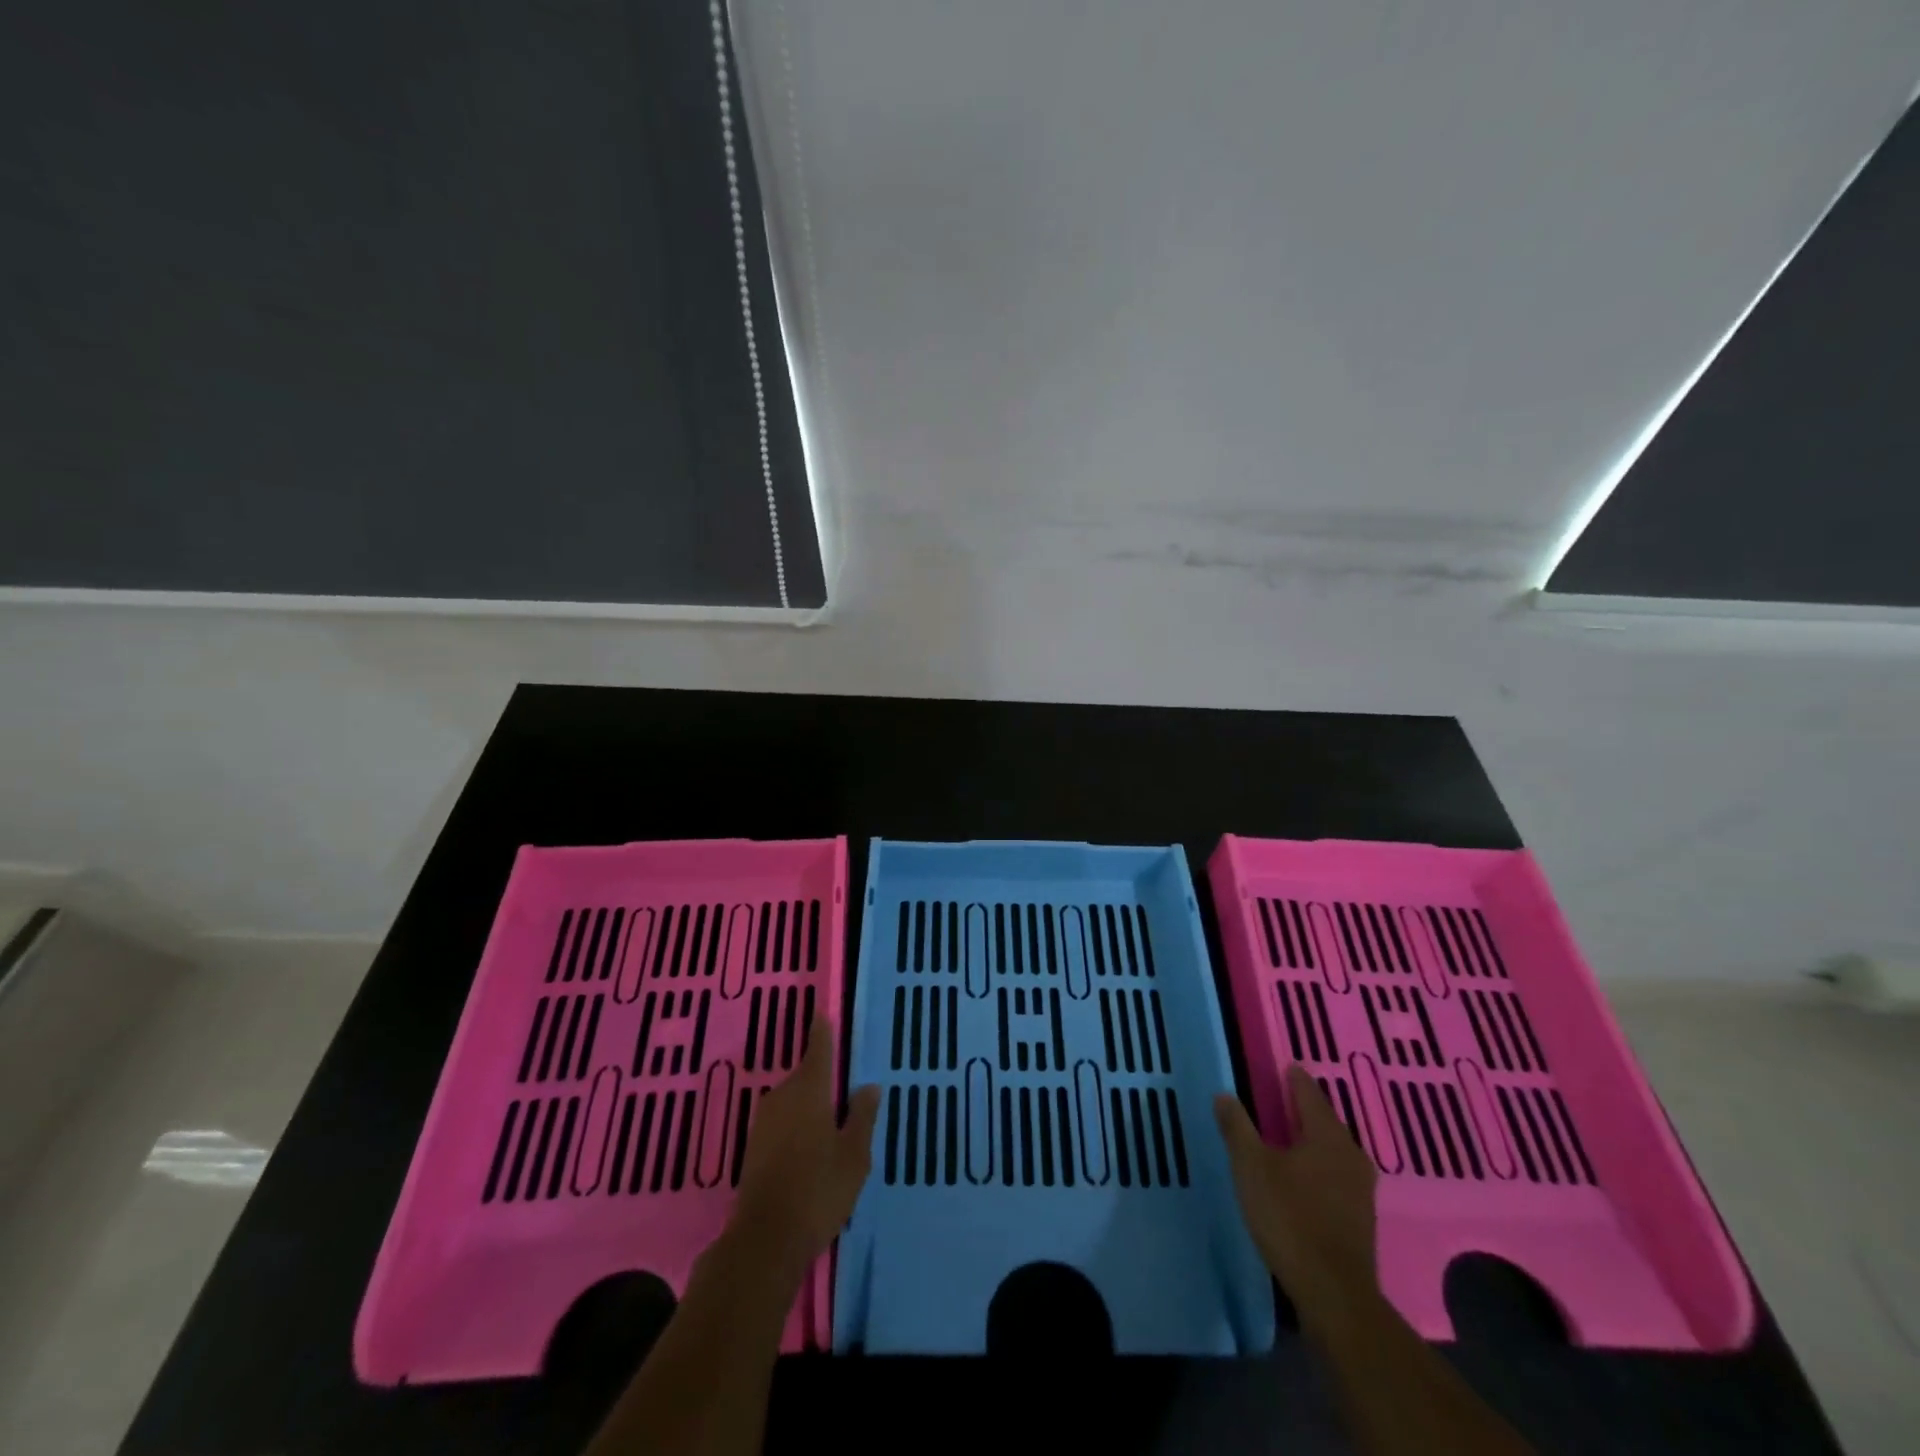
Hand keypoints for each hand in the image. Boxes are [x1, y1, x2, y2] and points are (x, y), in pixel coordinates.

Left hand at [729, 1014, 880, 1280]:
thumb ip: (862, 1117)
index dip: (822, 1030)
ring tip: (832, 1130)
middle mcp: (782, 1096)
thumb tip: (869, 1086)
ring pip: (793, 1101)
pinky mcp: (753, 1147)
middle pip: (806, 1076)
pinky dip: (797, 1127)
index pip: (818, 1048)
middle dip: (823, 1082)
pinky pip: (782, 1122)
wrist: (764, 1241)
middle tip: (847, 1097)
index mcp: (809, 1090)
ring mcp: (763, 1122)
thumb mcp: (854, 1155)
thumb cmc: (818, 1191)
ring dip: (810, 1108)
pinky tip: (810, 1151)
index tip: (823, 1013)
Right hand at [1214, 1064, 1378, 1334]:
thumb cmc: (1290, 1218)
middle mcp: (1350, 1154)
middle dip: (1304, 1108)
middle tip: (1280, 1097)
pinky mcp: (1360, 1216)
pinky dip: (1319, 1164)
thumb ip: (1237, 1127)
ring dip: (1312, 1138)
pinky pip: (1336, 1174)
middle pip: (1325, 1120)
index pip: (1310, 1093)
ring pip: (1333, 1149)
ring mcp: (1360, 1188)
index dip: (1294, 1079)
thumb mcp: (1251, 1167)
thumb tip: (1224, 1094)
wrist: (1334, 1294)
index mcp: (1327, 1135)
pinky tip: (1303, 1175)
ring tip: (1288, 1134)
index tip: (1283, 1067)